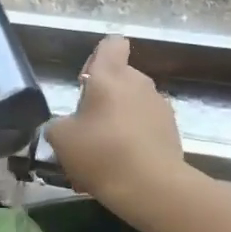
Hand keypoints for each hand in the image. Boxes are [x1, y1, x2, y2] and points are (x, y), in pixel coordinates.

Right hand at [46, 36, 186, 221]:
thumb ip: (58, 125)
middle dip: (104, 98)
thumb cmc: (101, 153)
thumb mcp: (61, 139)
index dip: (98, 57)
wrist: (151, 187)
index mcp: (111, 75)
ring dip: (119, 120)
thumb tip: (64, 126)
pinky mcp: (172, 131)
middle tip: (87, 128)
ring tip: (104, 154)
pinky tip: (121, 167)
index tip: (86, 82)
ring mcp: (160, 106)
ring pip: (133, 105)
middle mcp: (139, 82)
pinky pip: (146, 127)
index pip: (111, 44)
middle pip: (120, 78)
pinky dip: (134, 139)